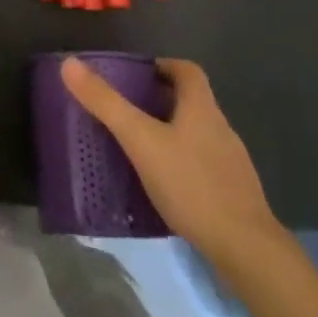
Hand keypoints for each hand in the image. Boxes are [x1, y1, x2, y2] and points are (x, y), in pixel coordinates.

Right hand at [62, 55, 277, 261]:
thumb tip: (69, 64)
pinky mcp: (235, 195)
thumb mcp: (140, 141)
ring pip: (198, 135)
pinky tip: (166, 187)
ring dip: (172, 134)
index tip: (137, 76)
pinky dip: (184, 166)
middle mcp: (221, 128)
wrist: (248, 252)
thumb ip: (106, 104)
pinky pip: (204, 167)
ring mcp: (232, 164)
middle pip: (192, 102)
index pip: (187, 70)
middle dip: (161, 101)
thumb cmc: (192, 185)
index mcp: (202, 108)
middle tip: (129, 112)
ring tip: (142, 149)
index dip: (163, 66)